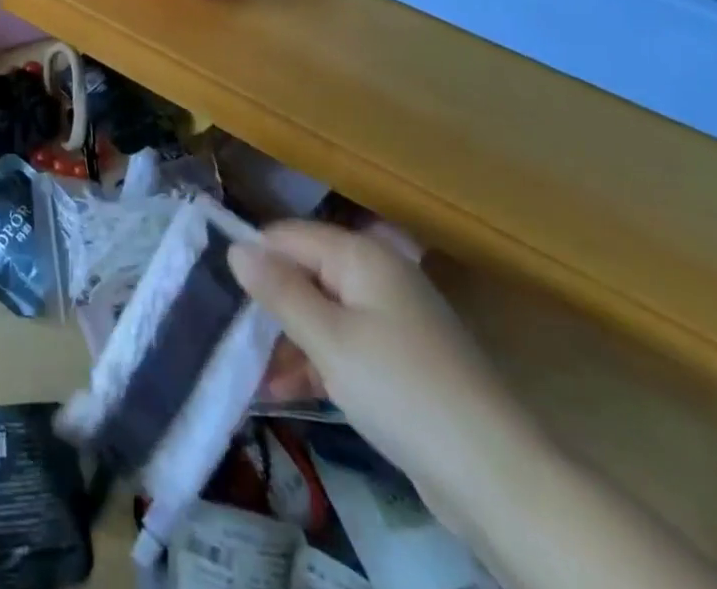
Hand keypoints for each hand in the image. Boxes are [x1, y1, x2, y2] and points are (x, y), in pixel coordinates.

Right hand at [230, 222, 539, 530]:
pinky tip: (284, 392)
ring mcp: (391, 319)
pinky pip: (343, 345)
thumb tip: (235, 246)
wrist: (498, 479)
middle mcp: (376, 276)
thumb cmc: (403, 391)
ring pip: (321, 313)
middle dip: (269, 307)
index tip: (218, 291)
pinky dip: (316, 363)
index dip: (253, 259)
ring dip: (287, 342)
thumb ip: (279, 291)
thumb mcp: (329, 340)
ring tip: (253, 377)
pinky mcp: (400, 361)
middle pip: (305, 274)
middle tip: (231, 340)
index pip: (288, 236)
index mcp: (361, 255)